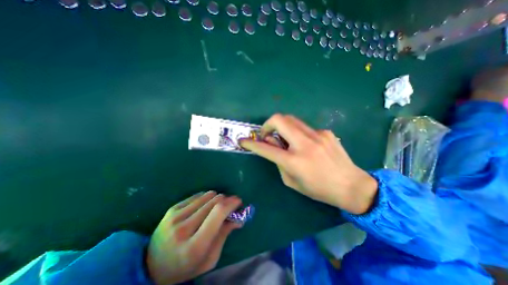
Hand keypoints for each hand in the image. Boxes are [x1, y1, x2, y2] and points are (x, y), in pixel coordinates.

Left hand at [146, 191, 242, 284]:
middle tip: (230, 205)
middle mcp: (183, 228)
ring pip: (207, 195)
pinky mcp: (172, 209)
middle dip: (226, 200)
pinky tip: (204, 207)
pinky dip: (206, 198)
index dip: (231, 203)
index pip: (218, 213)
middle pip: (214, 201)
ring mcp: (175, 216)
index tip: (238, 201)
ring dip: (217, 198)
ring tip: (216, 207)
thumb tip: (239, 218)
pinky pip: (198, 195)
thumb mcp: (209, 259)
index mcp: (194, 246)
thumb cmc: (186, 266)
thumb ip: (224, 235)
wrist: (153, 266)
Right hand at [241, 115, 375, 214]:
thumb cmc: (318, 189)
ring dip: (282, 126)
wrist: (351, 185)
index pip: (265, 148)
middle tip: (267, 134)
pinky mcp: (325, 132)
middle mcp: (304, 144)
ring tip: (284, 138)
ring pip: (291, 119)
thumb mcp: (291, 181)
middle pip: (279, 119)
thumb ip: (278, 162)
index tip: (243, 141)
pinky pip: (304, 127)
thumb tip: (272, 146)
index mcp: (294, 161)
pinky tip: (305, 144)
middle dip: (267, 124)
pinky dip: (298, 133)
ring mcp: (317, 134)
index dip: (251, 143)